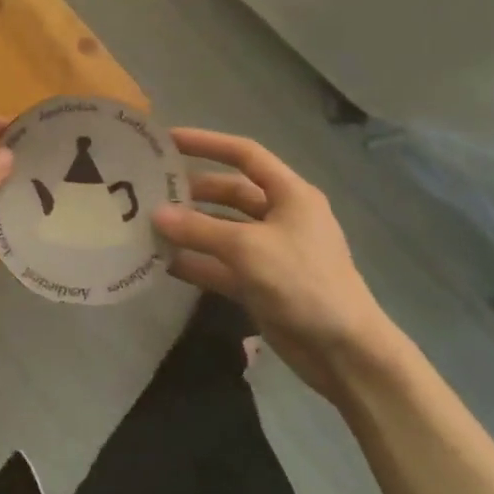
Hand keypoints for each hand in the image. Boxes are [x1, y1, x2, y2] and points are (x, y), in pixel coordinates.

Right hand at [152, 127, 404, 396]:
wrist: (345, 353)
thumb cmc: (303, 282)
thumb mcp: (248, 248)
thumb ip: (199, 229)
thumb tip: (156, 215)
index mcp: (290, 194)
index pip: (245, 154)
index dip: (207, 143)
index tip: (168, 140)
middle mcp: (280, 216)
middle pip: (229, 193)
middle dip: (192, 191)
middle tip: (149, 190)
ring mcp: (270, 252)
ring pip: (222, 230)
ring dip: (189, 229)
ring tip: (148, 225)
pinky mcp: (261, 284)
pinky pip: (221, 265)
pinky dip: (196, 263)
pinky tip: (162, 263)